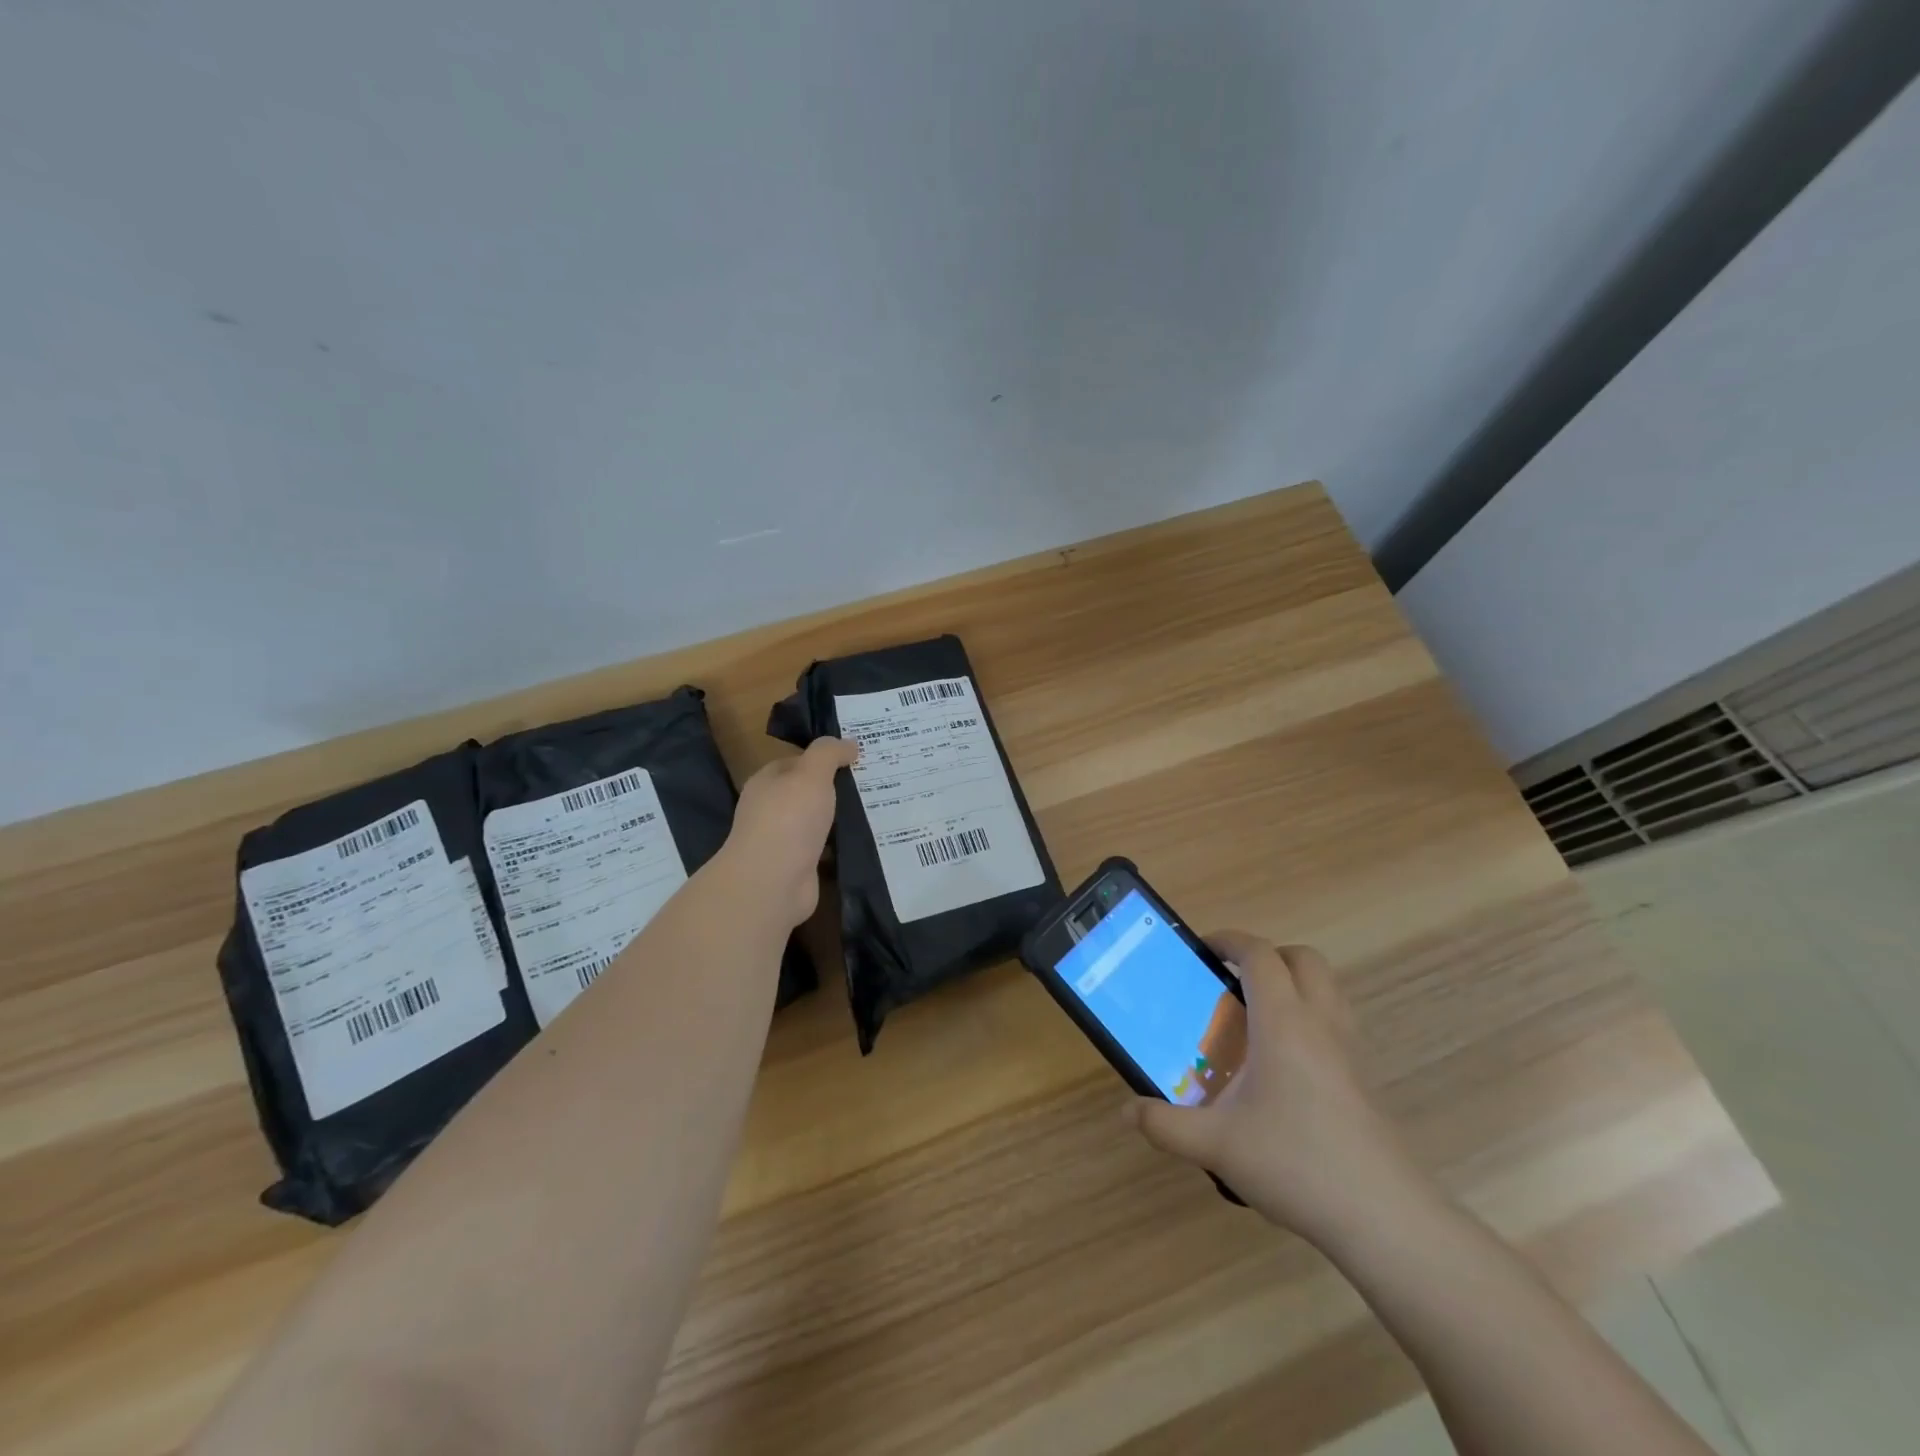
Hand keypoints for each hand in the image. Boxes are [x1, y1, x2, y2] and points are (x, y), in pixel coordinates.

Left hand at [723, 737, 857, 926]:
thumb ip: (828, 753)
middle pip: (808, 792)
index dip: (823, 758)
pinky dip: (842, 845)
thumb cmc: (789, 820)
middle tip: (876, 781)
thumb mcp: (811, 774)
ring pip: (818, 822)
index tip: (857, 757)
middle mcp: (772, 809)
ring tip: (880, 808)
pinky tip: (867, 840)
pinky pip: (826, 849)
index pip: (796, 762)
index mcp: (768, 782)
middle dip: (837, 788)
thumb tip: (849, 743)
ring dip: (841, 818)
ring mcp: (784, 841)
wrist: (772, 884)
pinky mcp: (799, 867)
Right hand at [1127, 934, 1431, 1245]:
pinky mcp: (1366, 1078)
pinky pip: (1338, 1020)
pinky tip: (1285, 1062)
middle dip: (1266, 956)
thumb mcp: (1217, 1146)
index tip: (1202, 949)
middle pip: (1302, 958)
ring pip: (1328, 986)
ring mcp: (1351, 1049)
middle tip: (1231, 980)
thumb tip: (1127, 1112)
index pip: (1260, 955)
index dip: (1230, 940)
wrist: (1386, 1218)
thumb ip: (1166, 1126)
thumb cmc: (1296, 1164)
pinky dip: (1311, 1015)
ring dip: (1293, 982)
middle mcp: (1321, 1023)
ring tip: (1257, 1016)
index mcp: (1283, 1022)